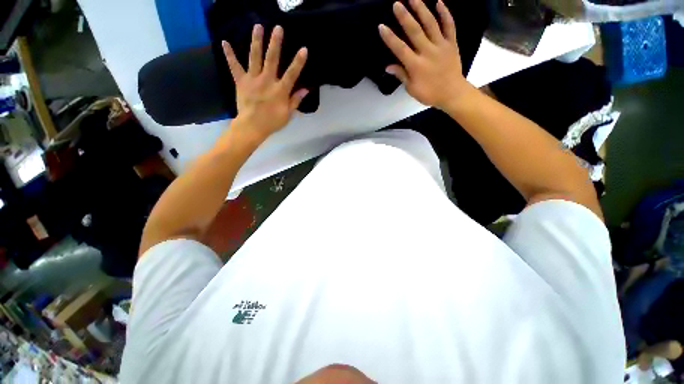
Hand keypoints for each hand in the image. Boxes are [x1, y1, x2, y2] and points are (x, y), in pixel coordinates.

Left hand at [222, 25, 307, 142]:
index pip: (292, 74)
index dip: (298, 62)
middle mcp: (267, 81)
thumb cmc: (272, 122)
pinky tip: (224, 42)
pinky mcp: (241, 81)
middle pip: (272, 59)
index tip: (303, 49)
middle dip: (275, 43)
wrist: (252, 126)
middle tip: (278, 28)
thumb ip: (295, 100)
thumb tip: (306, 89)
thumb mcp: (288, 114)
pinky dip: (229, 55)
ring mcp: (253, 79)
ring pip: (254, 57)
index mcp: (280, 90)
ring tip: (257, 26)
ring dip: (256, 41)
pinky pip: (234, 66)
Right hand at [379, 0, 472, 109]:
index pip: (400, 49)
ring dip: (421, 9)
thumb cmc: (429, 93)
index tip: (382, 27)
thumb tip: (388, 66)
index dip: (390, 38)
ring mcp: (441, 45)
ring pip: (431, 24)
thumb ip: (401, 75)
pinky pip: (449, 25)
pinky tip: (439, 2)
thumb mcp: (412, 89)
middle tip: (396, 3)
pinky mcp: (452, 43)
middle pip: (414, 31)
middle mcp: (427, 52)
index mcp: (416, 65)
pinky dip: (445, 13)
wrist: (452, 93)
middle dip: (404, 16)